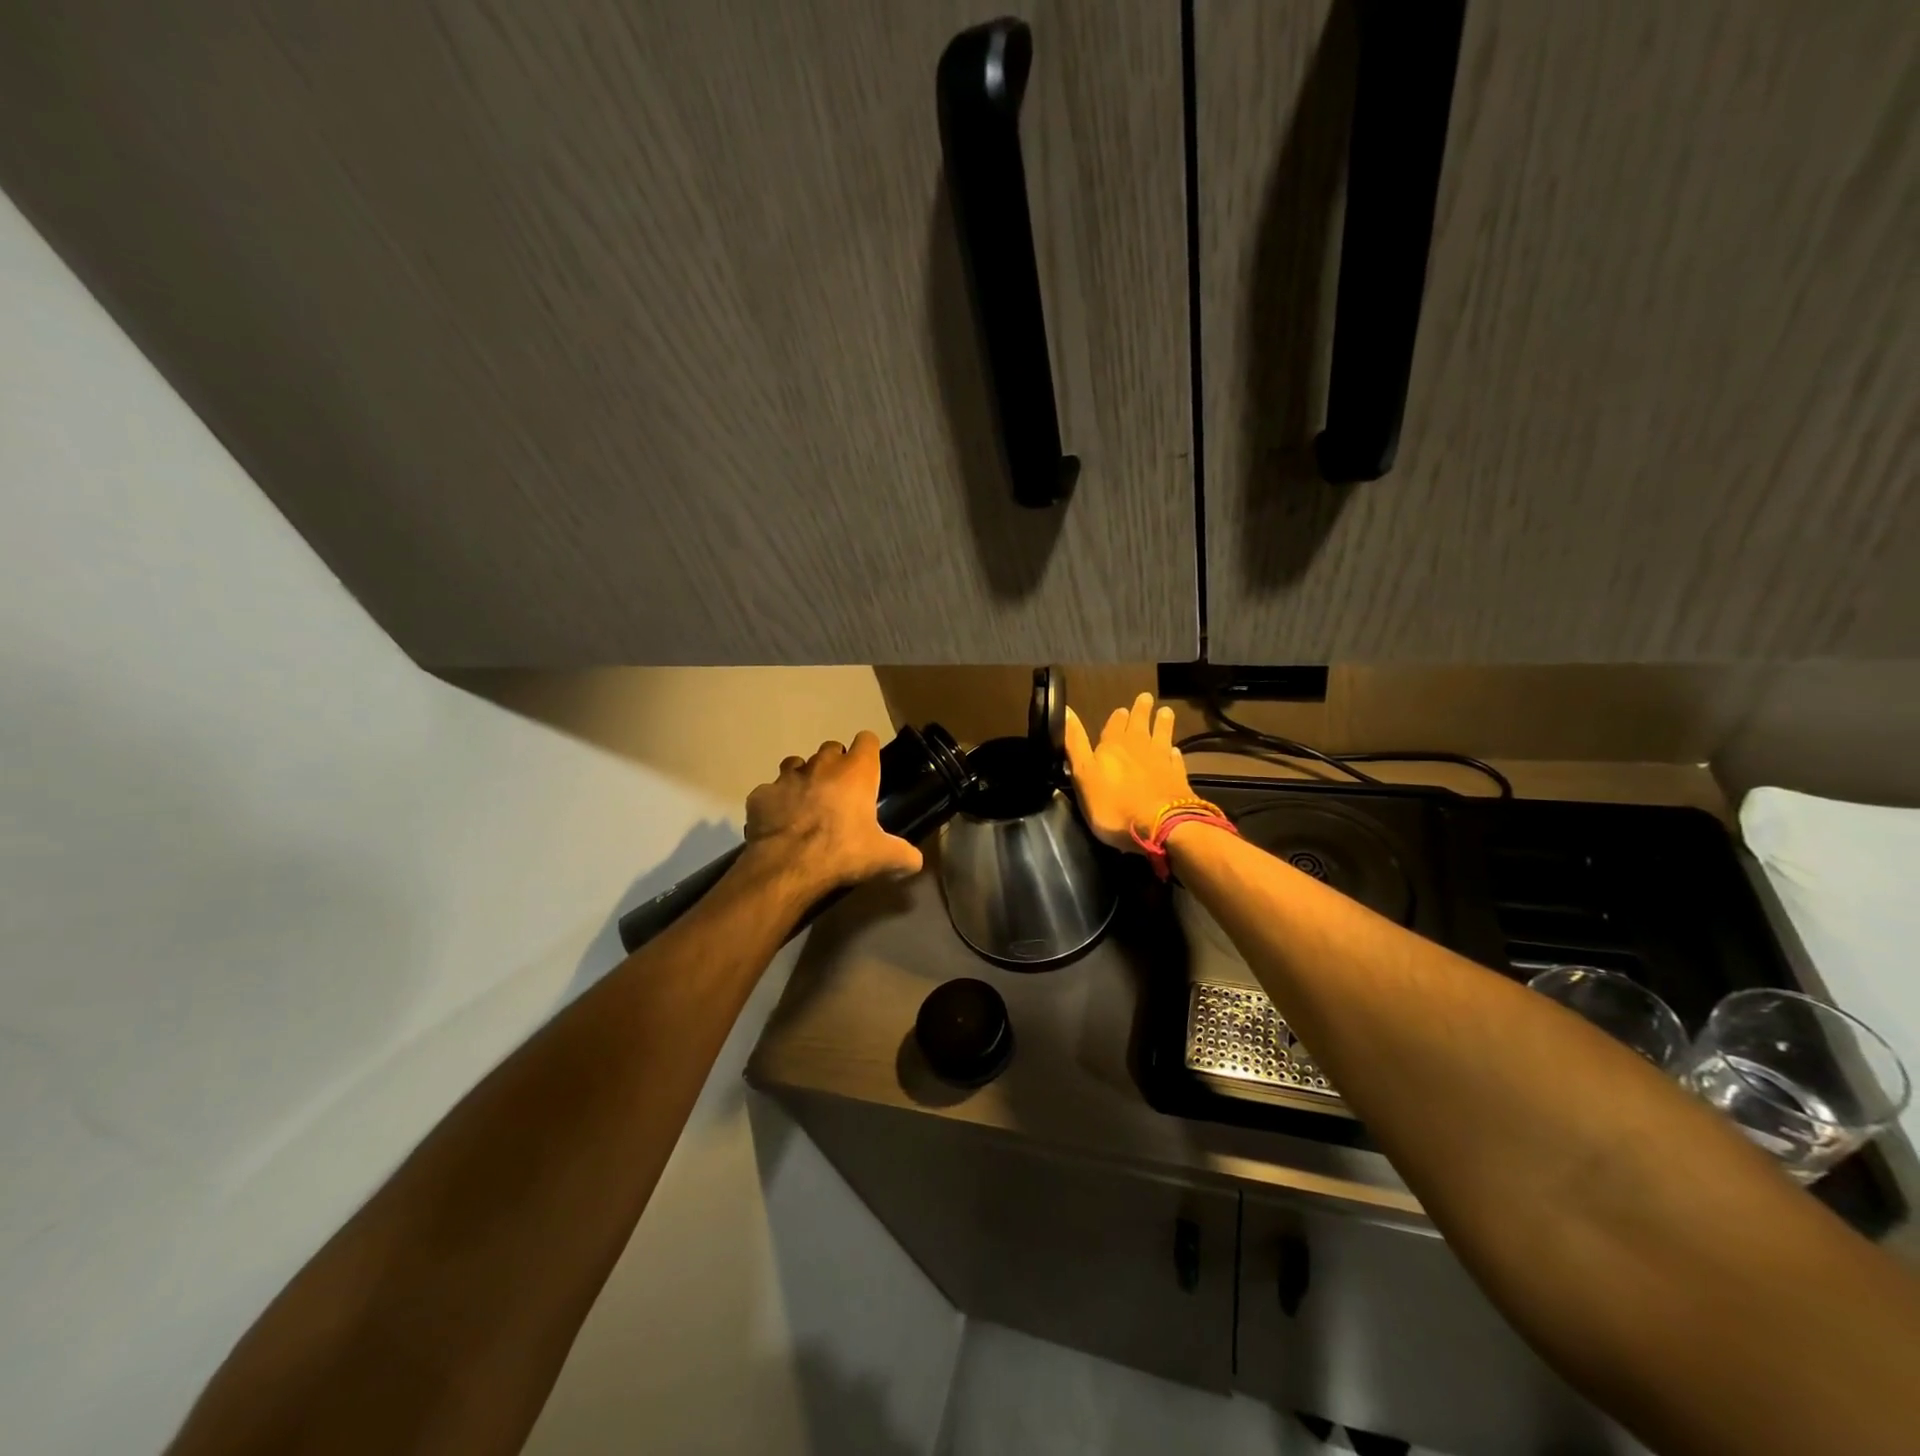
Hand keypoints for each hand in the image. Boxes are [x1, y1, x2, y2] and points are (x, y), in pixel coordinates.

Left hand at [740, 731, 923, 895]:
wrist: (787, 867)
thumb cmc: (842, 852)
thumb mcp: (883, 858)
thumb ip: (904, 855)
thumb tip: (916, 862)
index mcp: (856, 772)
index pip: (867, 740)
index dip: (868, 752)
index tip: (870, 770)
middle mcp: (822, 765)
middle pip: (831, 748)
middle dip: (835, 764)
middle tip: (840, 793)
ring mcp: (787, 777)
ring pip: (796, 764)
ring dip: (803, 777)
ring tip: (807, 803)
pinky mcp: (761, 794)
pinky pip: (769, 792)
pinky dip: (774, 803)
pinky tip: (779, 823)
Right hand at [1065, 693, 1194, 851]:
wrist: (1160, 825)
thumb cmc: (1113, 804)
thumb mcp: (1083, 774)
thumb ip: (1075, 743)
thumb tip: (1065, 710)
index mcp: (1112, 746)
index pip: (1114, 725)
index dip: (1117, 717)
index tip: (1121, 708)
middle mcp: (1138, 748)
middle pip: (1140, 725)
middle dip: (1141, 711)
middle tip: (1147, 697)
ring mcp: (1161, 762)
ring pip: (1162, 736)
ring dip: (1163, 724)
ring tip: (1166, 711)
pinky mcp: (1178, 778)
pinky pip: (1176, 760)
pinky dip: (1175, 753)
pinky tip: (1175, 751)